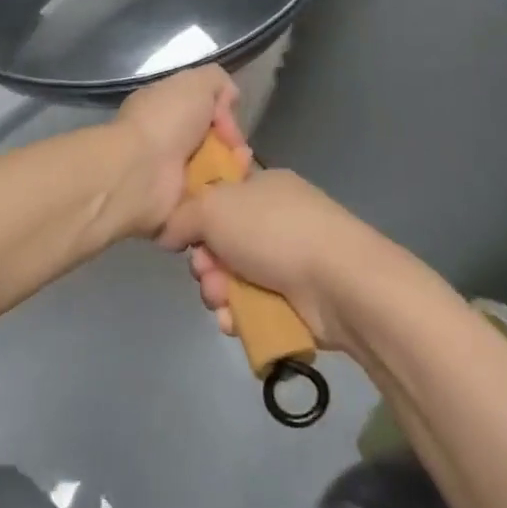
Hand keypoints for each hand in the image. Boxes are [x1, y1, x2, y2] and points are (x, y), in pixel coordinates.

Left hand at [109, 66, 245, 237]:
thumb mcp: (196, 83)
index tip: (228, 122)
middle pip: (212, 142)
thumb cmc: (165, 122)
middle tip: (239, 150)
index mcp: (162, 110)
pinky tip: (232, 189)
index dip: (222, 114)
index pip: (202, 110)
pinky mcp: (176, 205)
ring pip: (215, 171)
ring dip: (233, 170)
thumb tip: (229, 100)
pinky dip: (223, 194)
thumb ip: (217, 81)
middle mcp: (164, 141)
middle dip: (232, 145)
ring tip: (240, 170)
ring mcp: (169, 175)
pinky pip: (209, 199)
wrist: (140, 172)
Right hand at [158, 169, 384, 349]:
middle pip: (220, 243)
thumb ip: (181, 216)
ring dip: (219, 293)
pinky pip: (252, 305)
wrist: (338, 282)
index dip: (196, 217)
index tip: (186, 235)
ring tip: (224, 302)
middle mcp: (275, 220)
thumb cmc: (273, 231)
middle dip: (206, 264)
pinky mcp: (296, 299)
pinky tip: (236, 321)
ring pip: (232, 278)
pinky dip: (239, 314)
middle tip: (207, 273)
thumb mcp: (214, 208)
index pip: (218, 197)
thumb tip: (168, 232)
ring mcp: (288, 260)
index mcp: (262, 186)